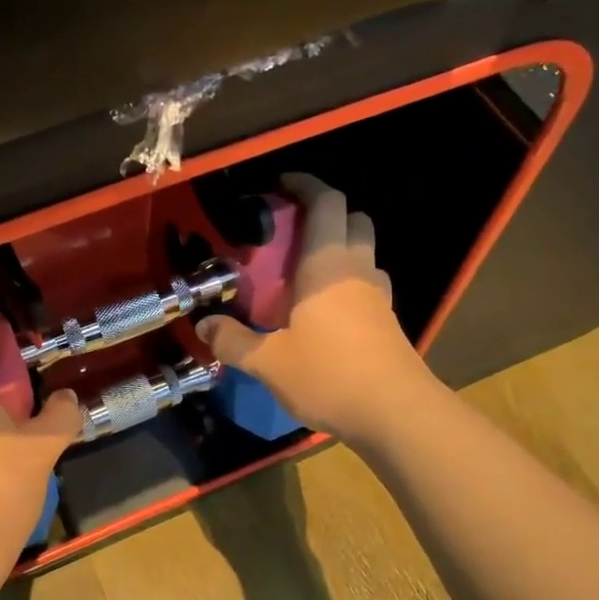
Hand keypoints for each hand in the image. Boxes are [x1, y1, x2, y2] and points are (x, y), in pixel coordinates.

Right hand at [196, 173, 433, 444]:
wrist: (395, 414)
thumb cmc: (329, 376)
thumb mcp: (268, 362)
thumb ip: (233, 340)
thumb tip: (203, 325)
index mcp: (327, 266)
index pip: (325, 202)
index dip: (305, 185)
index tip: (280, 185)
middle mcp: (357, 270)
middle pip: (352, 219)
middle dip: (323, 214)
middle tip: (288, 233)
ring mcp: (378, 295)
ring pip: (364, 251)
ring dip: (338, 247)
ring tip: (302, 271)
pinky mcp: (387, 320)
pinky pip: (367, 283)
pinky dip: (347, 280)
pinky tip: (324, 309)